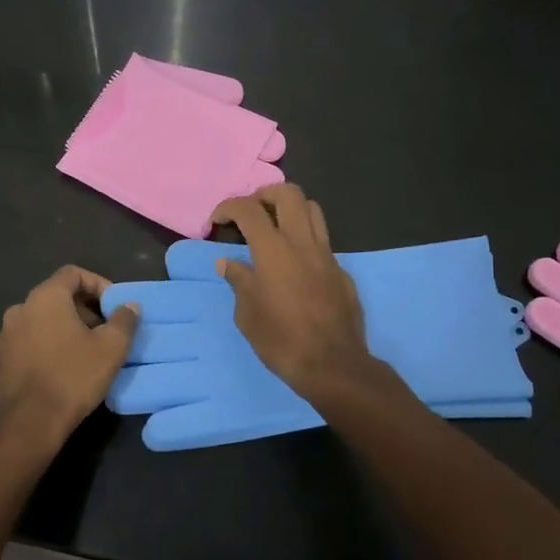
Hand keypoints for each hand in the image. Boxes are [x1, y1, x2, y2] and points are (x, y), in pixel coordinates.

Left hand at [0, 266, 139, 452]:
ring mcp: (7, 334)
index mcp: (45, 297)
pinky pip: (31, 339)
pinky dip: (50, 343)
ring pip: (43, 319)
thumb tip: (130, 306)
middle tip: (107, 330)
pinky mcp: (2, 359)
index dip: (98, 284)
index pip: (73, 273)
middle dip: (85, 308)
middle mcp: (20, 308)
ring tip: (89, 350)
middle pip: (58, 295)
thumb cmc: (73, 377)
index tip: (114, 307)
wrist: (29, 424)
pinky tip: (66, 366)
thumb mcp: (111, 348)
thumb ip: (124, 320)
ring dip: (67, 327)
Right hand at [210, 185, 375, 401]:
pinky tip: (295, 265)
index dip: (229, 207)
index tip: (217, 221)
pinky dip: (305, 240)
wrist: (333, 365)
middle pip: (289, 194)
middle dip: (265, 195)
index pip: (249, 210)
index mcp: (273, 250)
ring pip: (313, 210)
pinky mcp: (341, 271)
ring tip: (275, 228)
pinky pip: (323, 241)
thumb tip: (228, 264)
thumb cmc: (281, 340)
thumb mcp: (247, 314)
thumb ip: (239, 281)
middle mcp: (302, 243)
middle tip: (251, 213)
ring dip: (291, 210)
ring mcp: (327, 255)